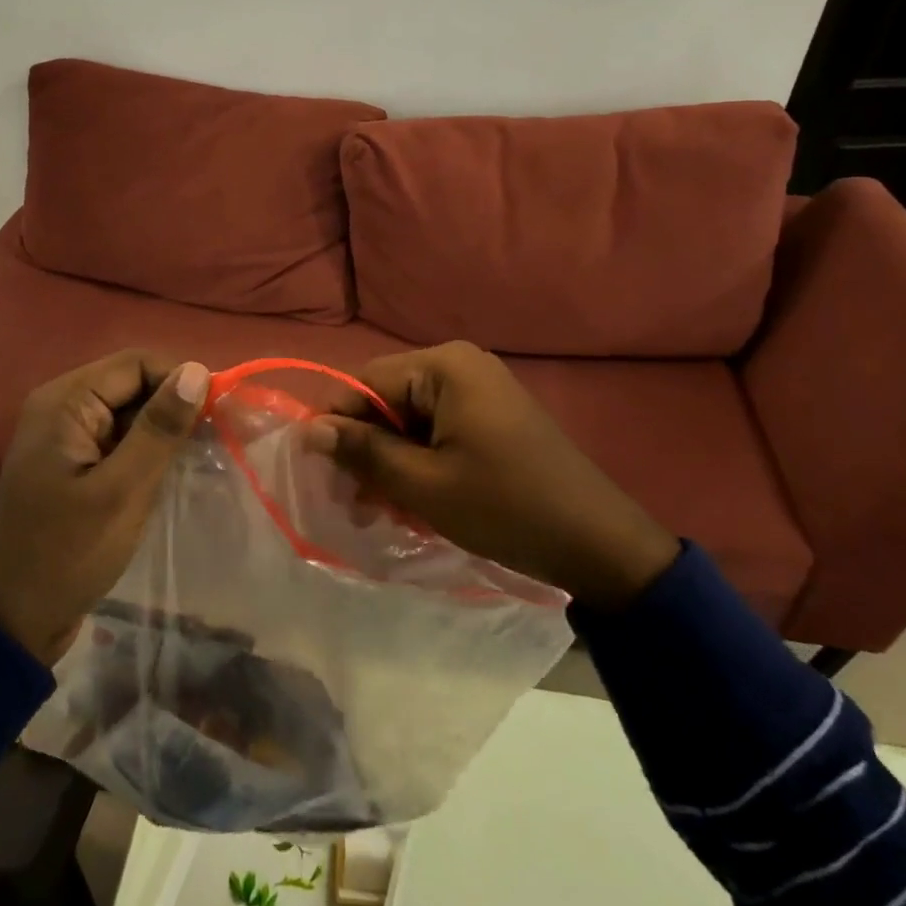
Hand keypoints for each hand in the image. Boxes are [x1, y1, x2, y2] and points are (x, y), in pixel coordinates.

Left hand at [0, 350, 210, 663]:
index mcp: (65, 402)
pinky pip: (120, 439)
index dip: (180, 380)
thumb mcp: (121, 490)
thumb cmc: (66, 553)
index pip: (137, 363)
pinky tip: (172, 472)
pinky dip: (147, 450)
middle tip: (215, 442)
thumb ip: (159, 428)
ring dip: (164, 430)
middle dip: (175, 406)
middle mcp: (62, 406)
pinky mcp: (75, 462)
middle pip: (134, 383)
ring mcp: (67, 436)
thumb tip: (197, 370)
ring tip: (200, 458)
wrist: (13, 620)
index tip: (218, 416)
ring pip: (131, 412)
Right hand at [304, 342, 678, 610]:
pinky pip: (437, 429)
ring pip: (410, 419)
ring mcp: (479, 389)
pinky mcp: (491, 415)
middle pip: (387, 400)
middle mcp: (460, 364)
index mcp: (444, 366)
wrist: (597, 541)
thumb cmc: (504, 507)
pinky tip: (416, 501)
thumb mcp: (423, 484)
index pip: (365, 383)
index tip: (323, 474)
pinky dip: (420, 462)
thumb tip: (309, 430)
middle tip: (356, 503)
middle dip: (367, 450)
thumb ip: (363, 452)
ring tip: (384, 510)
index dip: (339, 426)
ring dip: (391, 462)